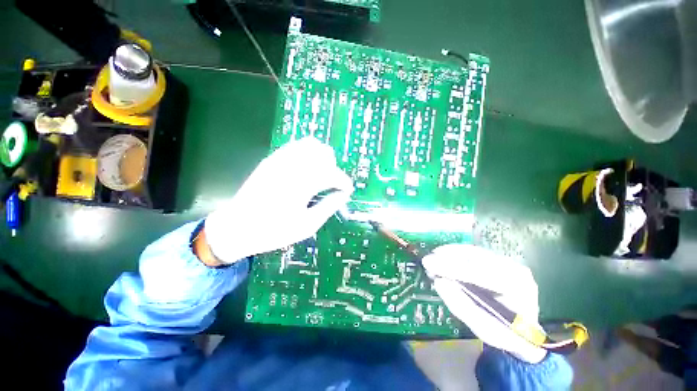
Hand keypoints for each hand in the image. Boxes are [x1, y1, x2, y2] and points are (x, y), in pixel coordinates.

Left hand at [204, 137, 353, 263]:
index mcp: (301, 185)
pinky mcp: (271, 159)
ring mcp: (279, 160)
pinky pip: (295, 146)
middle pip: (323, 153)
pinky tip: (306, 169)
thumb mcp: (307, 226)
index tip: (347, 190)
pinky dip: (307, 154)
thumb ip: (329, 207)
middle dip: (333, 168)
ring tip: (320, 174)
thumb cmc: (274, 231)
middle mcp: (292, 167)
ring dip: (321, 158)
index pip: (332, 174)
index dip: (344, 181)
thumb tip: (343, 194)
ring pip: (310, 145)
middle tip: (332, 185)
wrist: (237, 227)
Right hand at [422, 244, 547, 362]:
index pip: (479, 273)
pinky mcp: (498, 259)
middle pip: (475, 258)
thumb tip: (439, 282)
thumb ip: (461, 305)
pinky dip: (455, 253)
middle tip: (427, 261)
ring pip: (472, 251)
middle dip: (447, 258)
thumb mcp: (483, 328)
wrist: (526, 331)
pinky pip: (473, 252)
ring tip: (432, 258)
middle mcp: (514, 269)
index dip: (450, 268)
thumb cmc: (505, 333)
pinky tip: (443, 256)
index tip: (428, 264)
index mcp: (516, 289)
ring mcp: (508, 262)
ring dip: (449, 253)